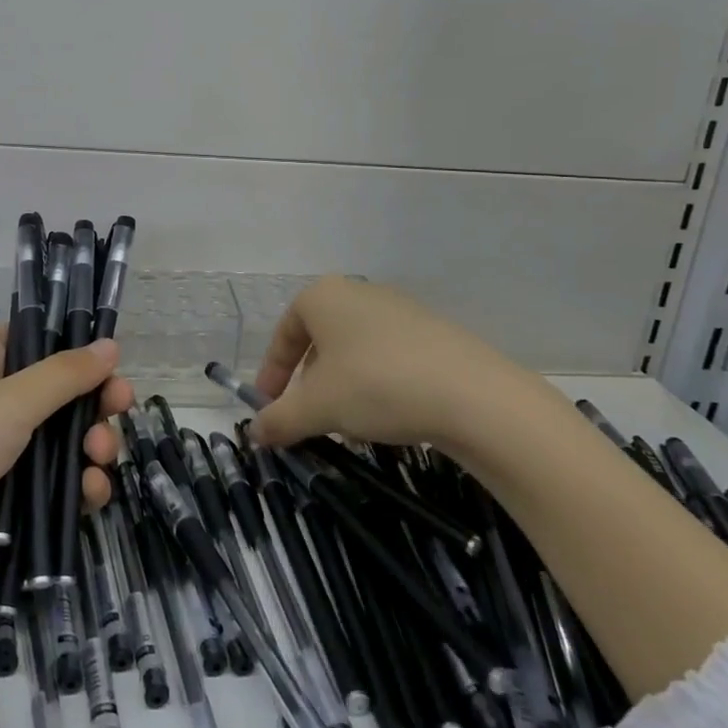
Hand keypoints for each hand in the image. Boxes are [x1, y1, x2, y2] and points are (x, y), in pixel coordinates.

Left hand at [0, 327, 131, 655]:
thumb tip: (110, 344)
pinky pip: (57, 493)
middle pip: (60, 395)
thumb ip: (64, 375)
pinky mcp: (8, 512)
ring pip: (64, 446)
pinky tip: (92, 496)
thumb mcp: (7, 402)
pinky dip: (80, 491)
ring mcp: (1, 462)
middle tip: (120, 409)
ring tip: (99, 459)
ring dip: (92, 448)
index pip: (35, 341)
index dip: (73, 346)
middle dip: (95, 402)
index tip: (110, 358)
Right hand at [246, 276, 549, 464]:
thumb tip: (254, 434)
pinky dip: (377, 387)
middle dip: (310, 385)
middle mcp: (359, 293)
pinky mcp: (433, 333)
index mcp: (323, 296)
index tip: (269, 409)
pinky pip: (389, 358)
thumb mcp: (317, 407)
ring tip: (349, 428)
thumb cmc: (376, 385)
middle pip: (320, 342)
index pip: (284, 333)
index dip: (272, 373)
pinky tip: (387, 421)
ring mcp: (400, 310)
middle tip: (309, 420)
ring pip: (354, 353)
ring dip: (343, 390)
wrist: (472, 395)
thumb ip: (279, 419)